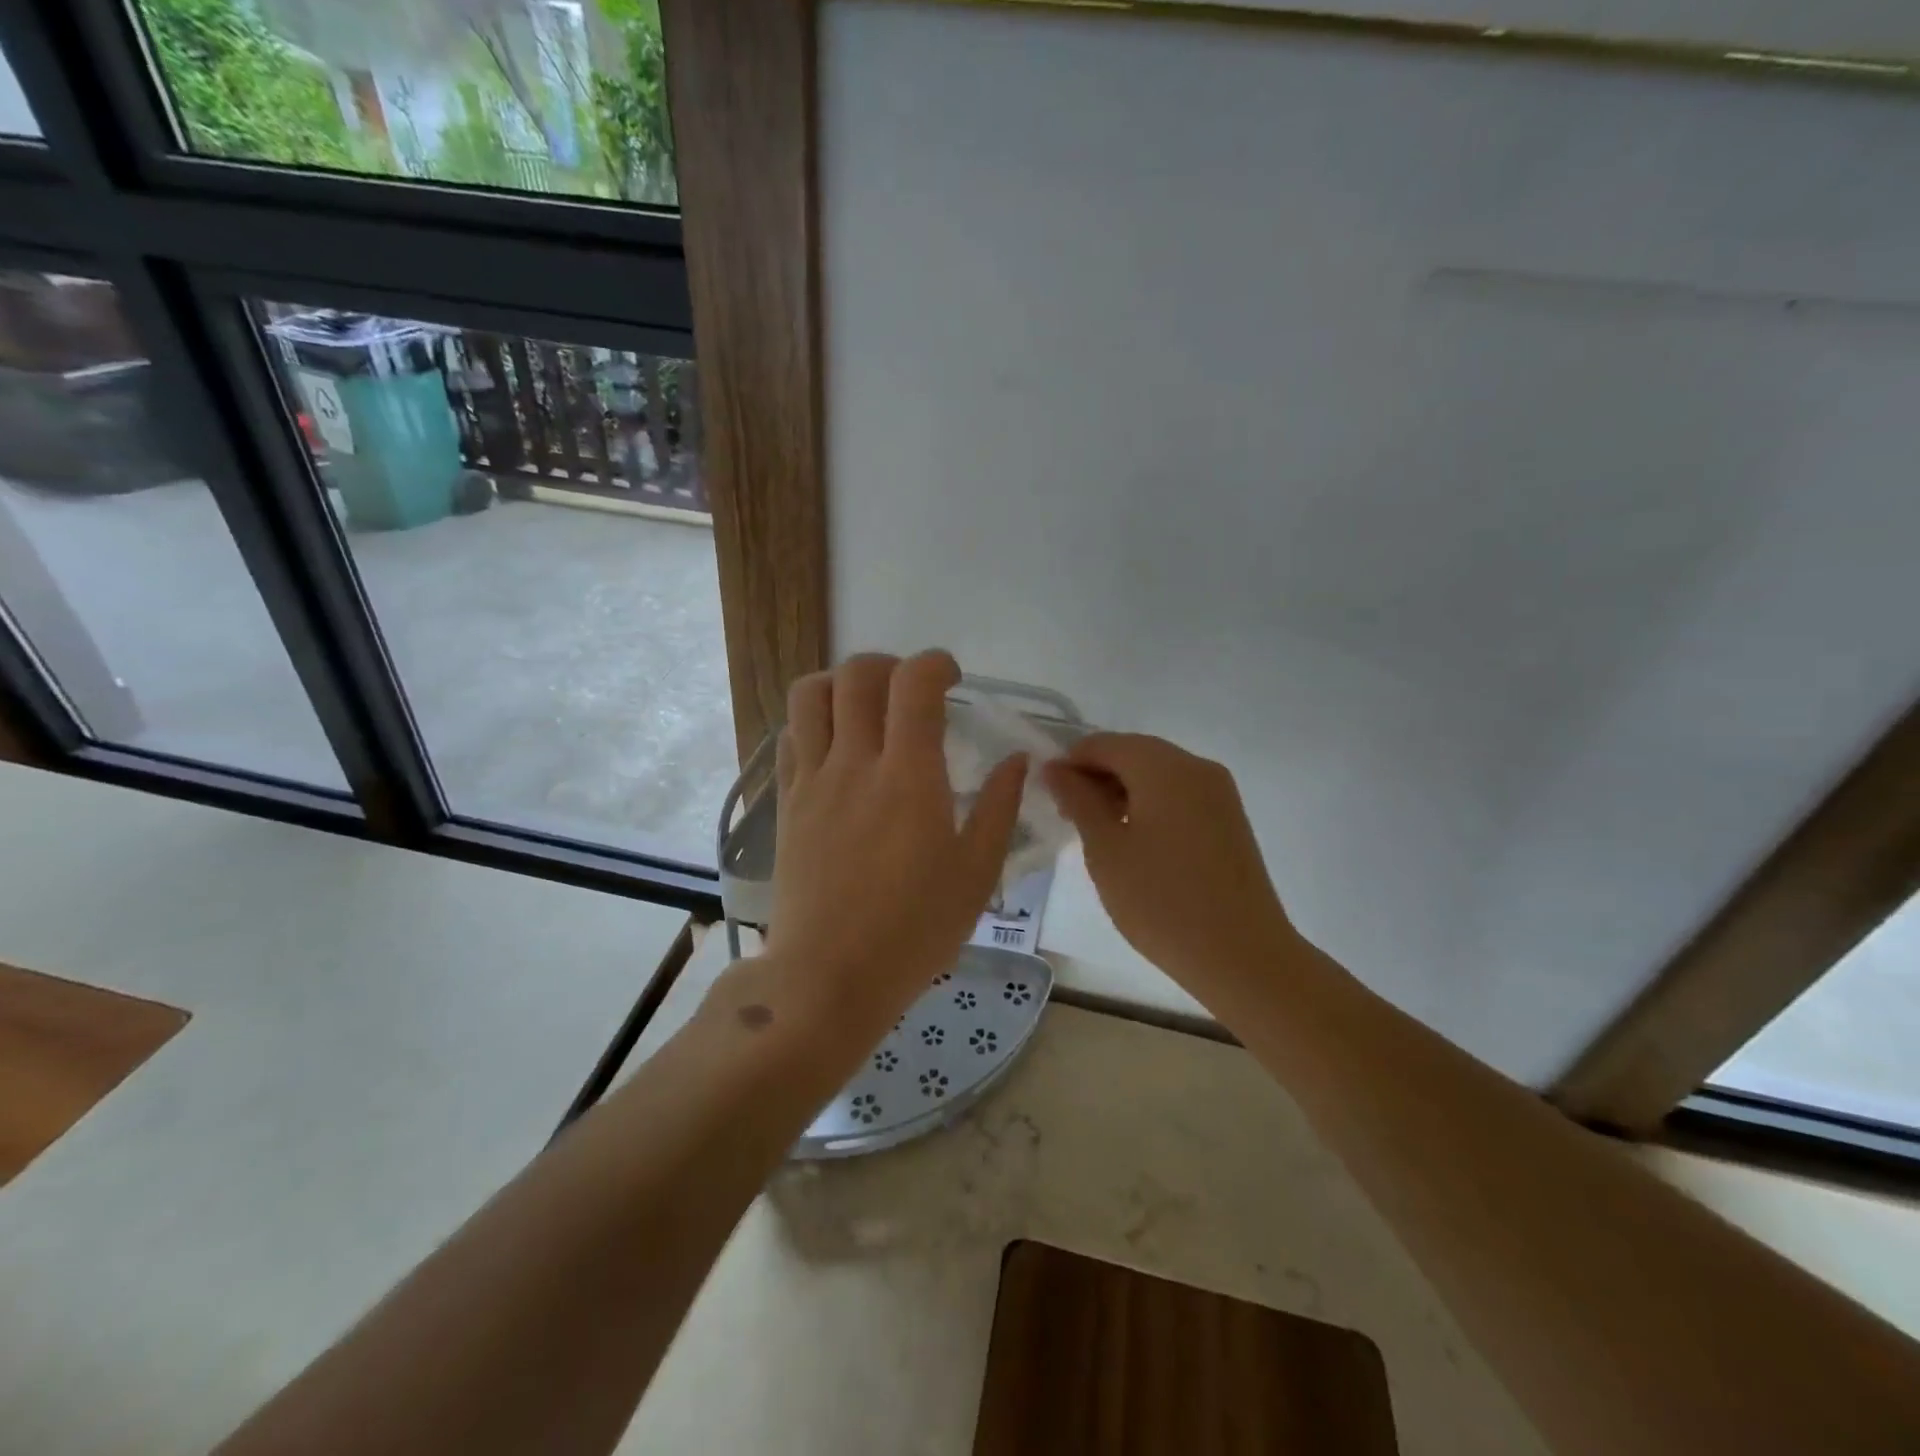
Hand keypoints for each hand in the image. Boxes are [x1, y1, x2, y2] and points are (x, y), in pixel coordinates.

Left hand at [764, 651, 1026, 1038]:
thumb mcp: (976, 874)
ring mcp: (813, 781)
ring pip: (811, 695)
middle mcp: (855, 763)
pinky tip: (835, 748)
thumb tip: (1017, 760)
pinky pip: (790, 738)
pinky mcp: (787, 803)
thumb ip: (998, 808)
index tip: (952, 679)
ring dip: (841, 683)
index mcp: (909, 777)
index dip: (935, 663)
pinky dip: (813, 722)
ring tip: (866, 708)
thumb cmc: (913, 931)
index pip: (914, 683)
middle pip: (857, 674)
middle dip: (889, 665)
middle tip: (911, 692)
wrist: (828, 978)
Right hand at [1044, 734, 1297, 1005]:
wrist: (1242, 955)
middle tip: (1068, 816)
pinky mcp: (1229, 818)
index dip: (1070, 762)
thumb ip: (1078, 800)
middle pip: (1134, 753)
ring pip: (1157, 773)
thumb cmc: (1162, 902)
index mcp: (1164, 768)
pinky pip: (1179, 794)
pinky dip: (1150, 804)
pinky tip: (1134, 840)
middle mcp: (1196, 767)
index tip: (1047, 795)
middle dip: (1096, 776)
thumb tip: (1055, 768)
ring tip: (1097, 831)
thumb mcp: (1106, 849)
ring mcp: (1219, 792)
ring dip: (1122, 790)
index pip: (1104, 744)